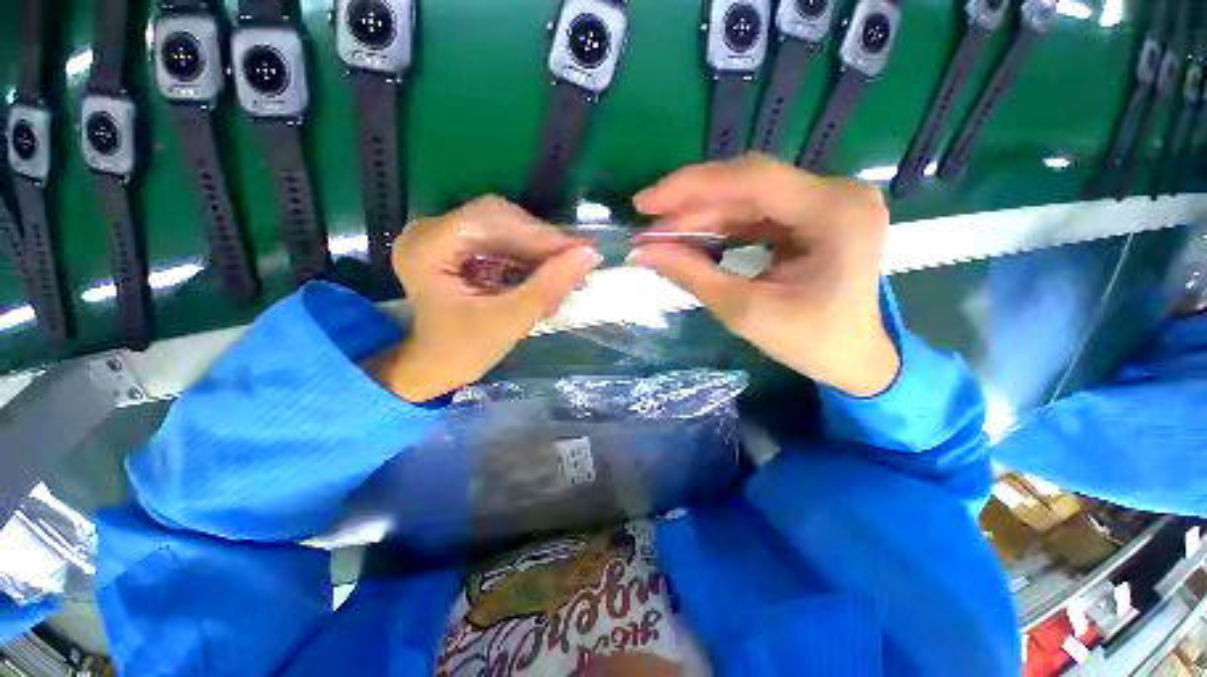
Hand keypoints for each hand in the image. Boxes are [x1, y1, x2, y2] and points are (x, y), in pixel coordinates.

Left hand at [368, 196, 600, 401]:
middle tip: (577, 264)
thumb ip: (548, 287)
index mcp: (426, 248)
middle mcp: (429, 231)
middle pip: (498, 218)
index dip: (540, 234)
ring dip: (539, 251)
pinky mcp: (456, 246)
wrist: (436, 366)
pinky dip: (527, 257)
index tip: (583, 251)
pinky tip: (547, 276)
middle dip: (542, 243)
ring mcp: (442, 236)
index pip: (491, 219)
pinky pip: (500, 240)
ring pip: (504, 228)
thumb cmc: (464, 351)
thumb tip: (589, 254)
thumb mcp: (509, 321)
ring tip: (568, 275)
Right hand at [631, 155, 898, 396]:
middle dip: (690, 205)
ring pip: (746, 197)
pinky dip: (718, 225)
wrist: (853, 357)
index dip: (690, 187)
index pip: (752, 180)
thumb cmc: (810, 342)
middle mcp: (836, 193)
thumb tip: (642, 252)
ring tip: (661, 237)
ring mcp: (825, 201)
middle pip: (747, 184)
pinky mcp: (811, 214)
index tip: (644, 204)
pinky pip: (754, 211)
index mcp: (835, 213)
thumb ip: (693, 276)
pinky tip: (690, 238)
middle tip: (646, 227)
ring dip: (700, 216)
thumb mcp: (745, 312)